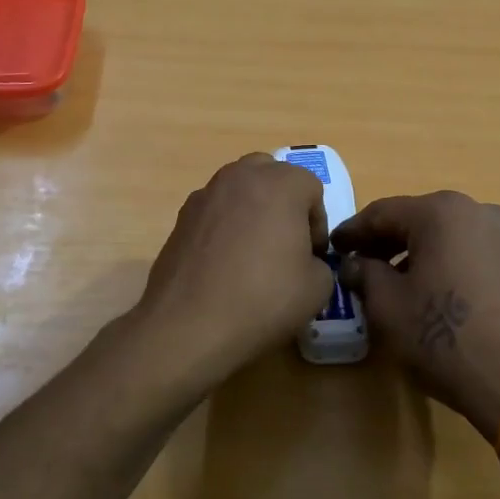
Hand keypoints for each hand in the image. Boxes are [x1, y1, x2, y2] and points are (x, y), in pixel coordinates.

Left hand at [127, 153, 334, 396]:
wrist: (189, 324)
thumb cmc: (262, 299)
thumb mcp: (317, 287)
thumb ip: (319, 262)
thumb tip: (304, 260)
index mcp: (280, 183)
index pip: (312, 187)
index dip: (317, 222)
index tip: (311, 255)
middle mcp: (240, 177)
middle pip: (271, 174)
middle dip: (283, 202)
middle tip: (285, 242)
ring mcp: (205, 194)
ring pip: (238, 189)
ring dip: (252, 210)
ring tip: (253, 253)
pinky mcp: (180, 217)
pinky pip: (214, 211)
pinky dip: (224, 226)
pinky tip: (223, 264)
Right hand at [333, 192, 499, 441]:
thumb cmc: (443, 338)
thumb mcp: (387, 306)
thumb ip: (364, 274)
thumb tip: (355, 264)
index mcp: (442, 212)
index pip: (383, 213)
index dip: (353, 231)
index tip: (332, 247)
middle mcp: (478, 211)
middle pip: (418, 219)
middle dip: (385, 240)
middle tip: (358, 263)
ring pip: (447, 234)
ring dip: (416, 251)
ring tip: (392, 280)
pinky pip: (471, 251)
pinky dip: (446, 261)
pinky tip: (431, 289)